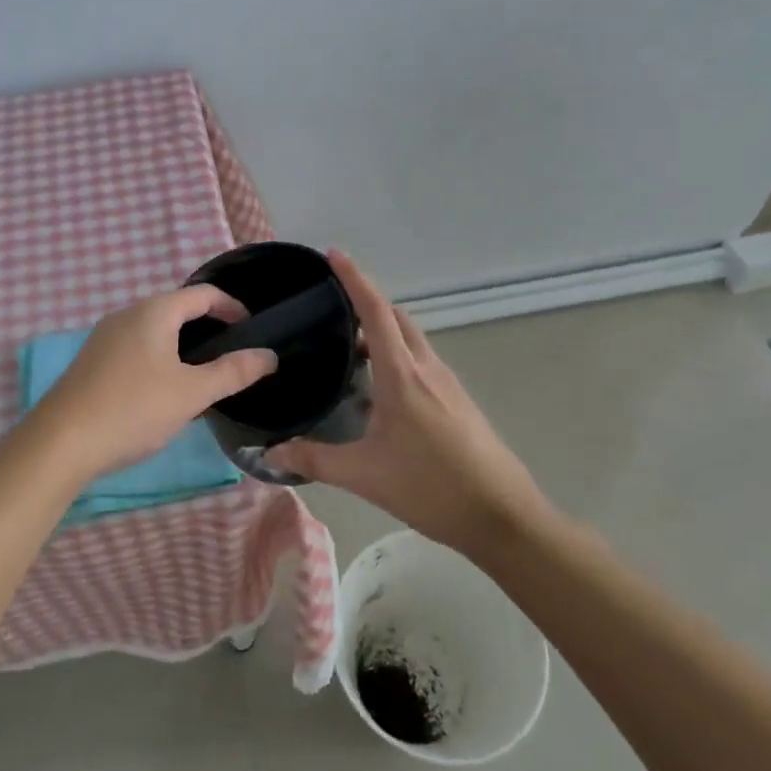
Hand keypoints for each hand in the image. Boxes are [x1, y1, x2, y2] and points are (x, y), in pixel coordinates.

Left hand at [30, 284, 277, 479]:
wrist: (60, 442)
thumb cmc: (133, 409)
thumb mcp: (191, 393)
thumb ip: (233, 372)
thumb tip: (269, 356)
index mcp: (153, 312)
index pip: (202, 294)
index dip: (232, 307)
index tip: (252, 330)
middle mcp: (127, 314)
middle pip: (177, 309)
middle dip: (208, 326)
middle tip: (232, 355)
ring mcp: (105, 337)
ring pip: (155, 330)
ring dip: (183, 344)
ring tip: (203, 375)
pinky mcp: (92, 361)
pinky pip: (136, 347)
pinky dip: (160, 357)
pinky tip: (163, 390)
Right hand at [267, 250, 544, 554]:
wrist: (502, 515)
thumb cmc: (431, 487)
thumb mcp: (364, 475)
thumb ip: (314, 460)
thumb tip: (269, 454)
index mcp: (402, 375)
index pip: (375, 313)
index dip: (354, 279)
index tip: (334, 254)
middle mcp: (427, 369)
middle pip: (396, 318)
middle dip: (367, 301)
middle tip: (331, 304)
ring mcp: (447, 383)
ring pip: (411, 339)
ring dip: (382, 330)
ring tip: (347, 344)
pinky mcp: (457, 400)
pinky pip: (421, 360)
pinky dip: (397, 354)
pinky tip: (379, 386)